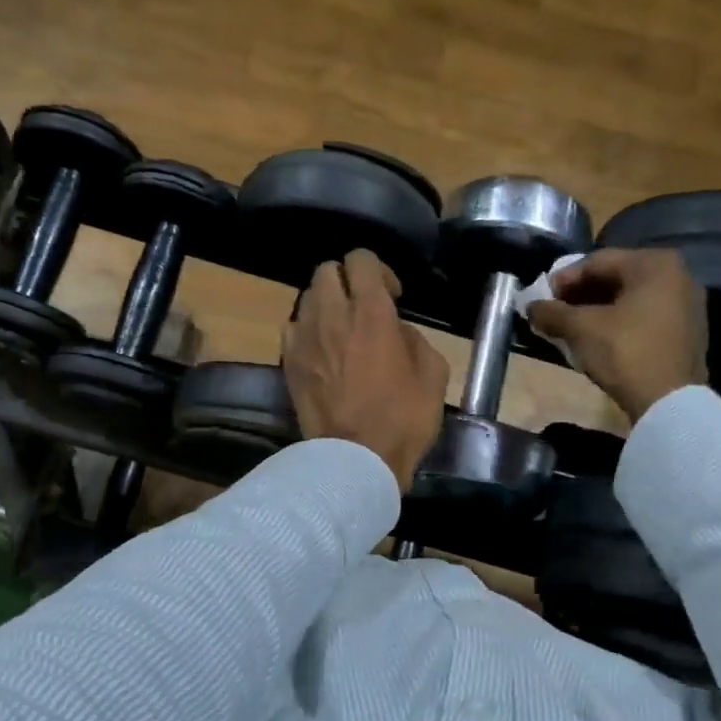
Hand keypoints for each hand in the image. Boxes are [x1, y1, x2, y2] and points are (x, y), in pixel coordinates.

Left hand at [282, 249, 448, 490]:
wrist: (355, 460)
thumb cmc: (402, 419)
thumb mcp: (433, 374)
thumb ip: (414, 339)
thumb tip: (396, 330)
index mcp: (371, 312)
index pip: (361, 259)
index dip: (378, 270)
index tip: (392, 296)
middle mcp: (331, 315)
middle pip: (326, 270)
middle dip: (346, 280)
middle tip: (362, 307)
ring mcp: (303, 337)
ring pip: (307, 296)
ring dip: (326, 303)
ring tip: (340, 328)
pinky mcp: (287, 361)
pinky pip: (293, 326)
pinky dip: (307, 328)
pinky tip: (321, 349)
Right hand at [526, 247, 706, 420]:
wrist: (670, 402)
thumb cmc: (625, 352)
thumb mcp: (581, 329)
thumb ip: (551, 312)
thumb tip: (531, 307)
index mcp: (654, 264)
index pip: (597, 262)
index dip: (563, 280)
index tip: (541, 299)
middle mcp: (677, 275)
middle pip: (615, 278)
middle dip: (580, 295)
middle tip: (554, 313)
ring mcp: (686, 304)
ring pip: (630, 299)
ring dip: (597, 310)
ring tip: (571, 328)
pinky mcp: (687, 331)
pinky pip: (645, 316)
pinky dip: (619, 322)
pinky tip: (598, 340)